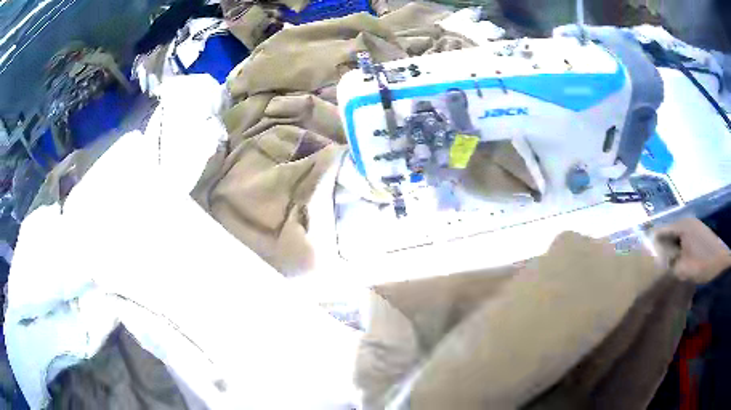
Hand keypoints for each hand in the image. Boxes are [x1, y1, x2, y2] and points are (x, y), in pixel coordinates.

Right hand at [653, 218, 730, 282]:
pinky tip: (678, 264)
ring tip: (664, 268)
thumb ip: (669, 267)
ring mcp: (692, 227)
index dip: (650, 244)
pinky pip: (682, 241)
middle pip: (667, 234)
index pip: (660, 231)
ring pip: (675, 239)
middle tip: (653, 267)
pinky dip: (678, 251)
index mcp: (681, 225)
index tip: (642, 258)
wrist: (722, 258)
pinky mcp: (697, 234)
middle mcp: (686, 222)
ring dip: (670, 252)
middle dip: (660, 249)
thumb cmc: (704, 262)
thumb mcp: (685, 269)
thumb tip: (657, 268)